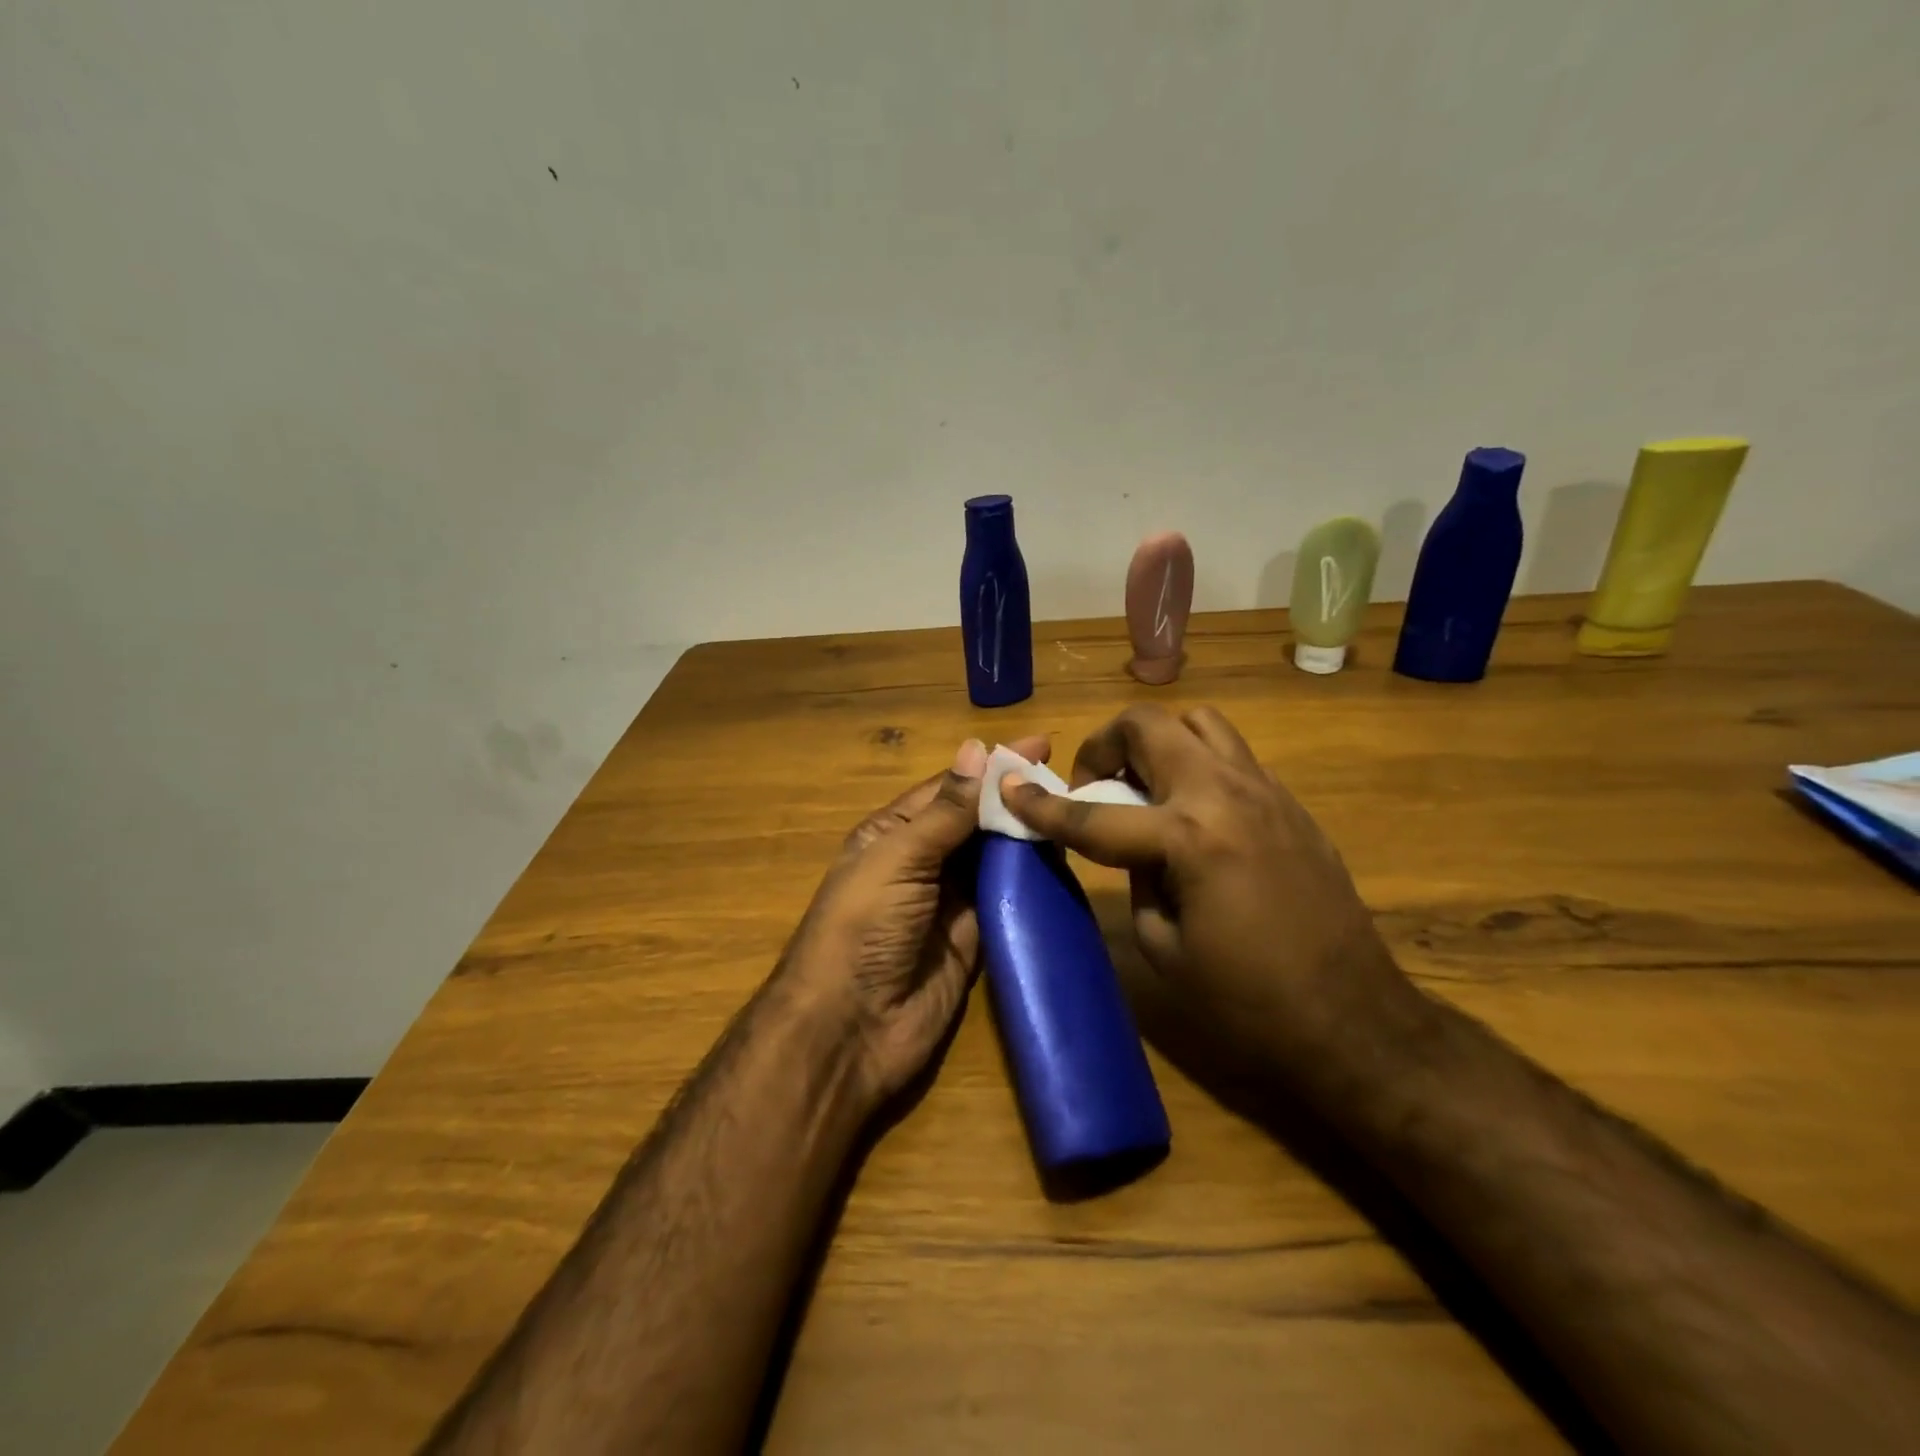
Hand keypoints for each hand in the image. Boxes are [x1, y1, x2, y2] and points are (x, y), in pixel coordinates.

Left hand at [778, 734, 1051, 1107]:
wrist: (850, 1030)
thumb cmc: (862, 928)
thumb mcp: (898, 858)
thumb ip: (944, 811)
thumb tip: (976, 749)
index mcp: (894, 833)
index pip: (950, 788)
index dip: (992, 767)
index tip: (1041, 746)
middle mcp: (923, 861)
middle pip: (976, 822)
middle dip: (1014, 799)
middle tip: (1069, 780)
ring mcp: (950, 902)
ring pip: (995, 858)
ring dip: (1027, 837)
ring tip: (1074, 811)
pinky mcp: (975, 939)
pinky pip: (1007, 899)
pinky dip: (1031, 881)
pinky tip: (1063, 861)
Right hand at [1000, 705, 1413, 1075]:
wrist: (1355, 1018)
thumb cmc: (1248, 1001)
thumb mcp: (1163, 948)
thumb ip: (1136, 880)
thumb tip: (1134, 847)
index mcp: (1188, 838)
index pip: (1095, 813)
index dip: (1043, 804)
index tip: (1010, 785)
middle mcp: (1225, 795)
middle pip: (1150, 725)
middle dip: (1105, 745)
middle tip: (1095, 782)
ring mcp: (1266, 791)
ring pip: (1198, 723)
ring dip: (1157, 742)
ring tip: (1144, 786)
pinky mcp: (1290, 803)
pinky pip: (1231, 756)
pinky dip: (1195, 765)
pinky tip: (1192, 813)